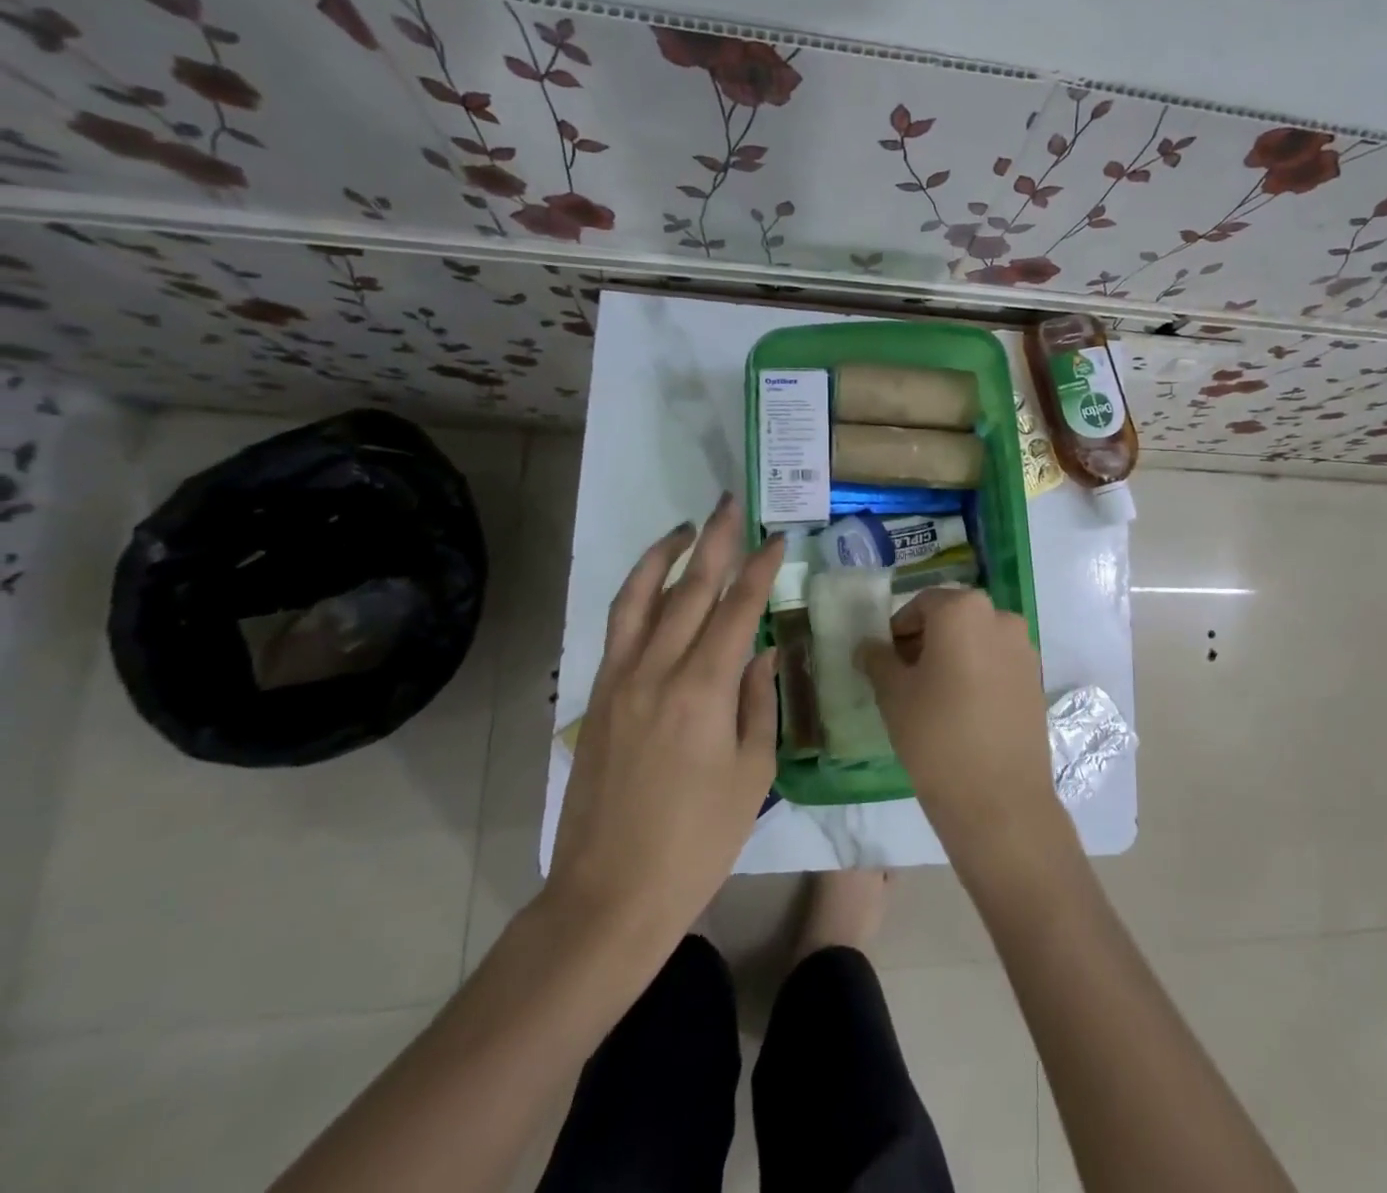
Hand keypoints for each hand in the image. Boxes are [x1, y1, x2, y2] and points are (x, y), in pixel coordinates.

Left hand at [545, 494, 783, 955]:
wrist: (611, 895)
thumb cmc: (698, 840)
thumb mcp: (752, 772)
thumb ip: (758, 701)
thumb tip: (764, 651)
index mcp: (703, 690)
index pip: (737, 609)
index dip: (759, 569)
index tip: (777, 539)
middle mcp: (657, 671)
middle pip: (689, 589)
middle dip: (715, 541)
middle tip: (731, 503)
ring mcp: (619, 682)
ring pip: (640, 599)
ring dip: (664, 555)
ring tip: (687, 528)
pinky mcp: (597, 698)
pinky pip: (618, 629)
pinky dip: (636, 594)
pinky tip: (654, 585)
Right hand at [855, 588, 1061, 859]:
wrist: (1000, 800)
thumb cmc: (937, 736)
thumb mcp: (893, 695)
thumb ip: (878, 660)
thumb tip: (869, 646)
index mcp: (964, 610)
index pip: (922, 604)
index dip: (898, 629)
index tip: (884, 660)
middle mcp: (1001, 617)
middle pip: (953, 618)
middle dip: (926, 640)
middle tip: (903, 677)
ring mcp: (1024, 648)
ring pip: (978, 640)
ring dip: (953, 656)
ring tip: (932, 697)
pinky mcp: (1036, 679)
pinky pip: (998, 663)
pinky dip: (978, 673)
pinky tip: (962, 710)